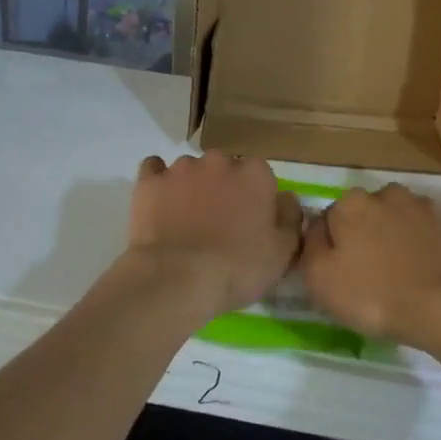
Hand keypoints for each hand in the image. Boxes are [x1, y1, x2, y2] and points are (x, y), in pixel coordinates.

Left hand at [125, 152, 302, 317]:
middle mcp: (220, 161)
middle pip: (225, 169)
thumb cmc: (237, 267)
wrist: (177, 278)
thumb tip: (286, 199)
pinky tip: (160, 201)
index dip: (256, 199)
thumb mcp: (282, 252)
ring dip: (192, 187)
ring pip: (192, 170)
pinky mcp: (150, 181)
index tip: (251, 222)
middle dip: (224, 189)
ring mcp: (181, 168)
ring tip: (186, 220)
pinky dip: (159, 182)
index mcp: (255, 174)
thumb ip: (290, 218)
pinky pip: (154, 169)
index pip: (261, 176)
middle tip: (219, 223)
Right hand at [300, 184, 440, 347]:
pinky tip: (426, 270)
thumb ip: (310, 245)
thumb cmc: (375, 295)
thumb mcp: (319, 279)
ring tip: (402, 273)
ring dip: (396, 237)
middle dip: (366, 236)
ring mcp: (423, 205)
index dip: (333, 247)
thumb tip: (318, 228)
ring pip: (398, 219)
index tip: (341, 273)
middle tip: (371, 275)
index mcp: (350, 202)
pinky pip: (426, 231)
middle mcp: (386, 193)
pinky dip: (423, 244)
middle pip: (366, 215)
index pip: (330, 220)